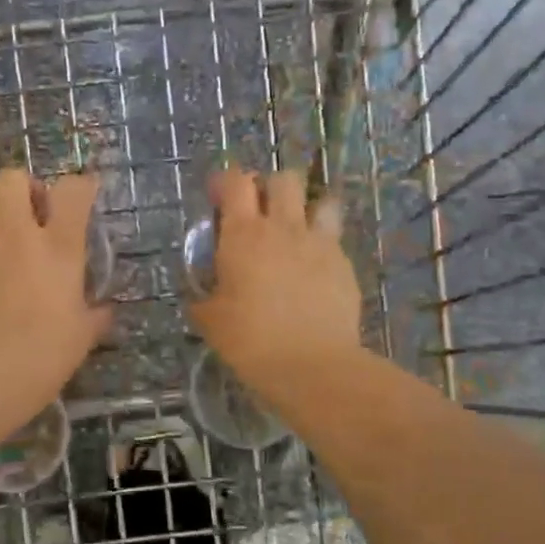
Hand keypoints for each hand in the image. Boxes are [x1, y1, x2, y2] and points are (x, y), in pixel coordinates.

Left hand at [0, 168, 110, 421]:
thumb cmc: (48, 351)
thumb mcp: (84, 334)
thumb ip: (96, 314)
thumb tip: (105, 311)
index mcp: (58, 245)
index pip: (71, 189)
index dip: (81, 186)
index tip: (86, 195)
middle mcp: (16, 236)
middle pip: (11, 179)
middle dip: (24, 187)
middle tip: (36, 213)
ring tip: (9, 240)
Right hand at [189, 169, 361, 394]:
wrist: (312, 364)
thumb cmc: (250, 339)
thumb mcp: (211, 321)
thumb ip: (203, 300)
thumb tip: (200, 298)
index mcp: (244, 233)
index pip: (236, 182)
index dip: (226, 181)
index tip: (217, 196)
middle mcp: (283, 227)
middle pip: (283, 179)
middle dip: (269, 187)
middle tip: (258, 211)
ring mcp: (319, 243)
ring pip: (320, 200)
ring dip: (306, 208)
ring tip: (295, 230)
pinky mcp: (344, 264)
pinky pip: (334, 239)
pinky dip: (322, 244)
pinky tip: (313, 269)